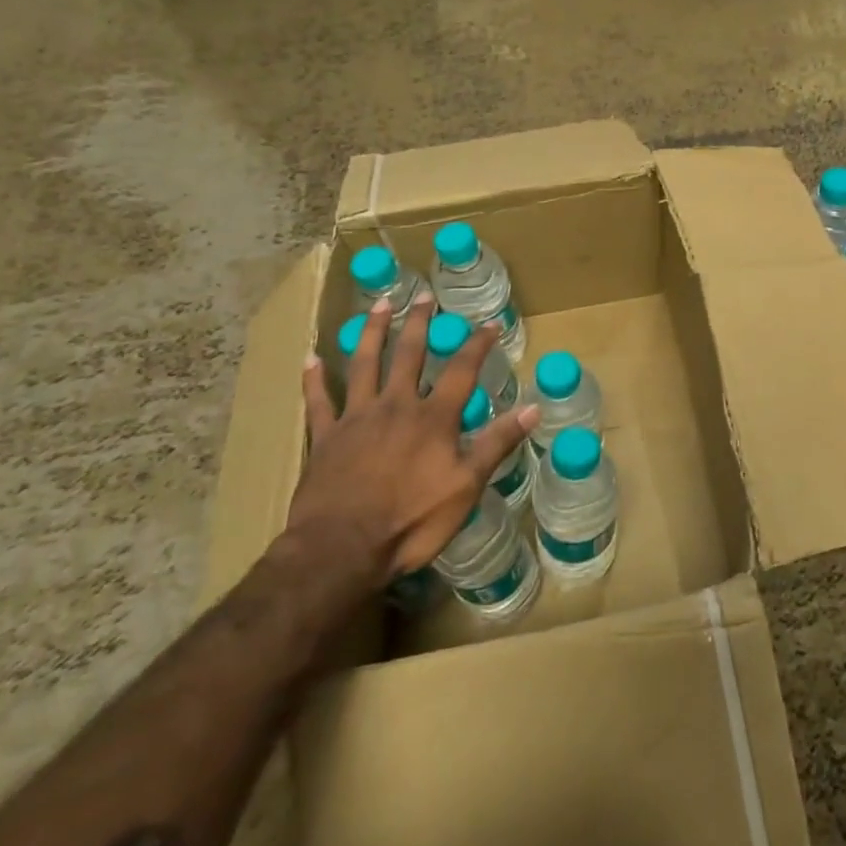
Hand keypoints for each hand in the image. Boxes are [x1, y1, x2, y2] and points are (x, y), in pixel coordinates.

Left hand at [292, 294, 537, 587]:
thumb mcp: (466, 486)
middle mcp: (396, 406)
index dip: (477, 345)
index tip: (489, 324)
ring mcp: (357, 418)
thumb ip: (497, 444)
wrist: (341, 548)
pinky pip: (318, 401)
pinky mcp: (325, 437)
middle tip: (424, 297)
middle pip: (409, 354)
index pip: (462, 370)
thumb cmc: (411, 521)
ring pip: (364, 364)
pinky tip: (311, 358)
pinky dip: (315, 379)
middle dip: (419, 323)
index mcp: (433, 418)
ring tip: (378, 305)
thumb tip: (534, 408)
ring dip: (372, 332)